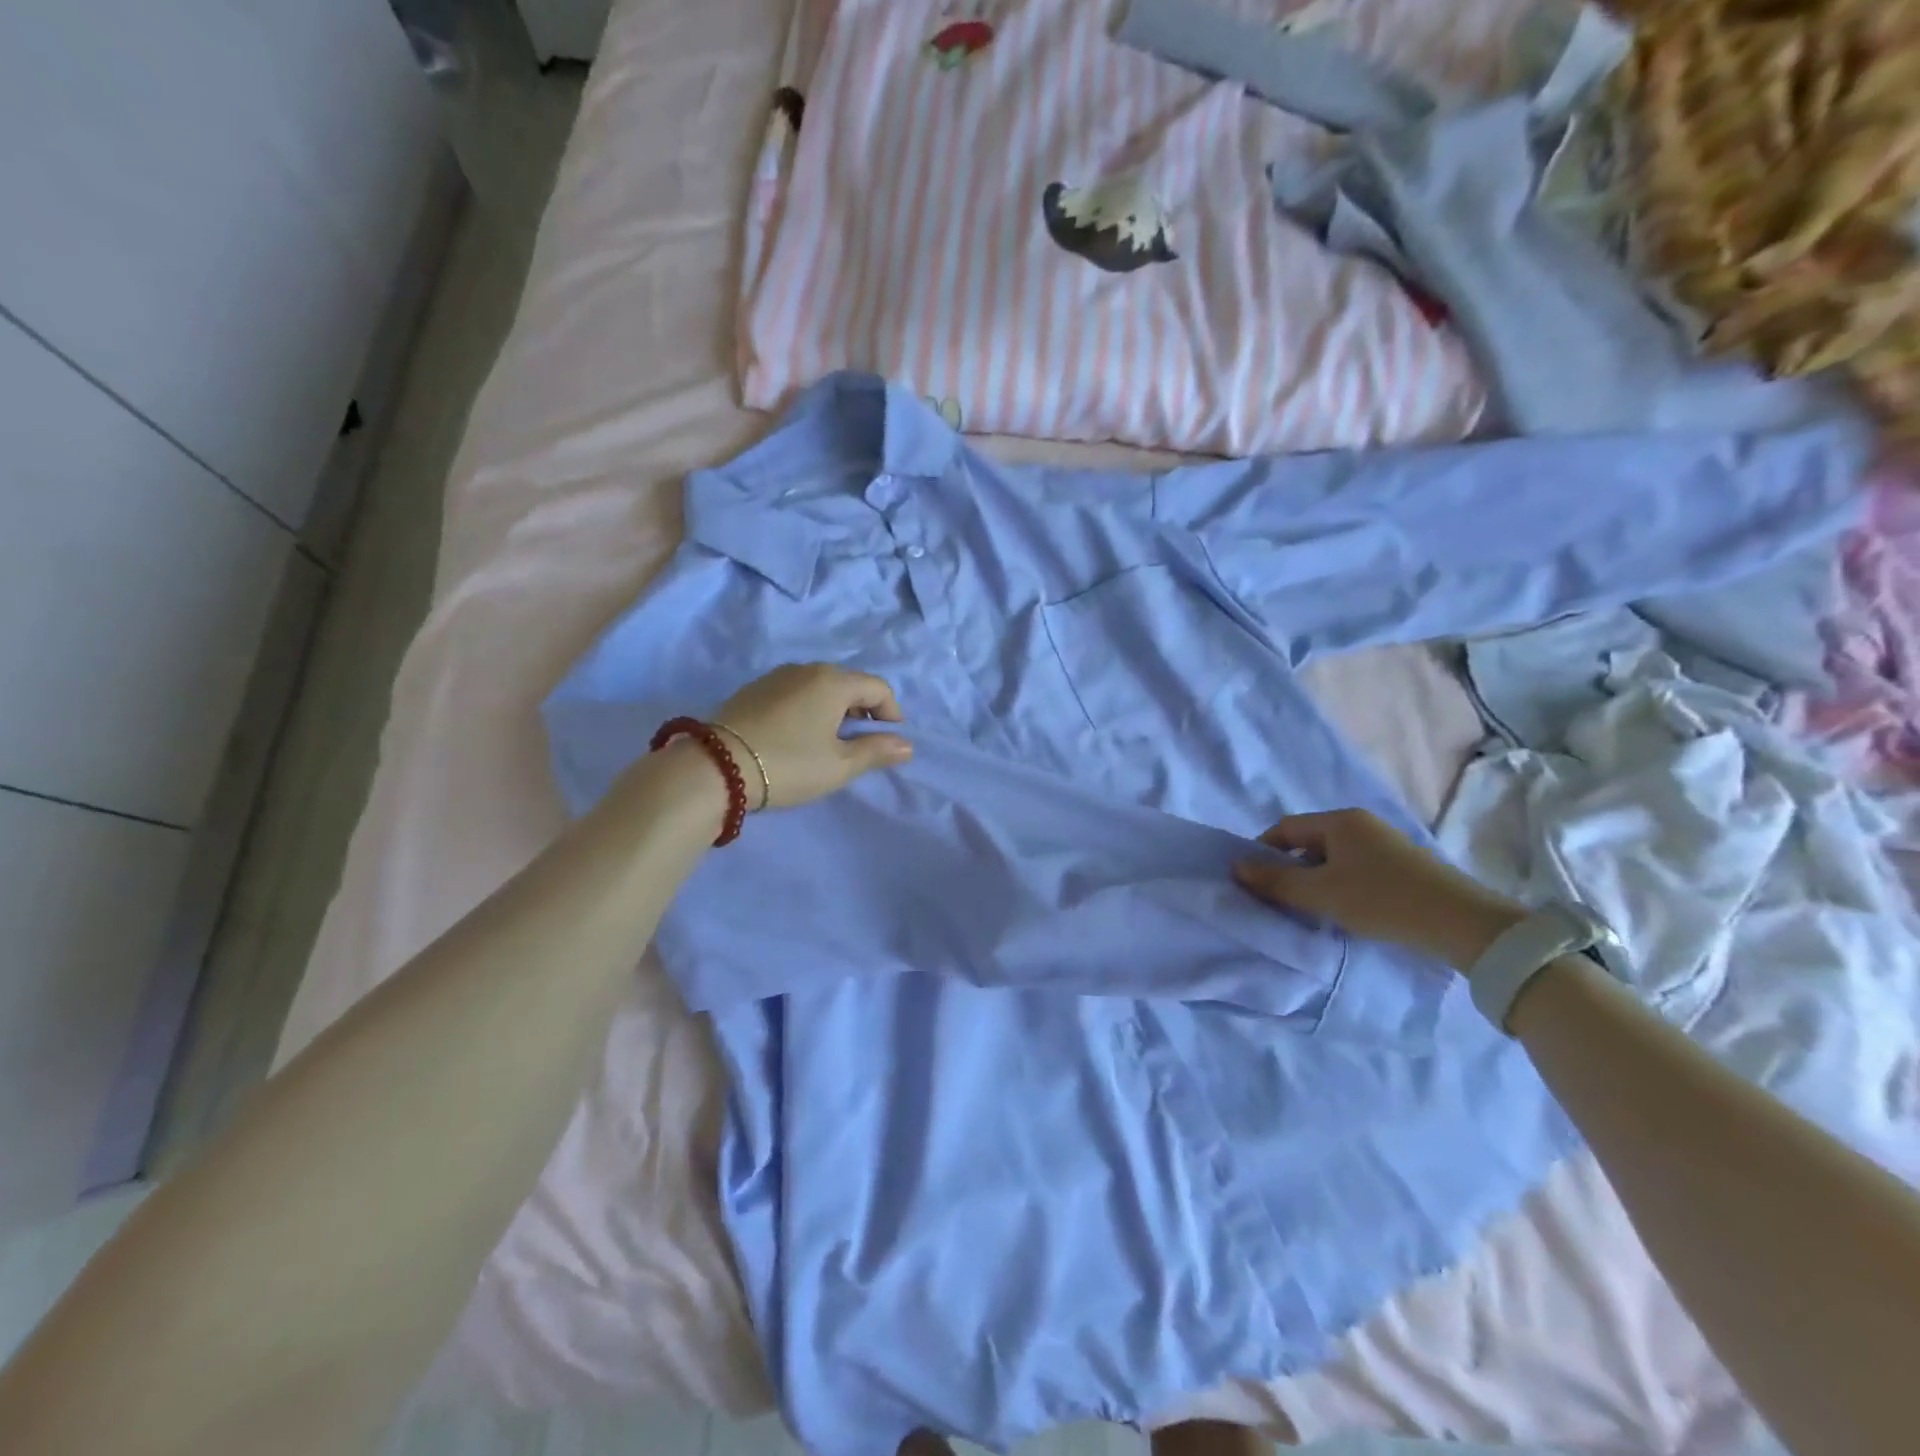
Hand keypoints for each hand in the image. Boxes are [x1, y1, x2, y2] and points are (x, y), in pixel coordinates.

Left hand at [714, 664, 911, 809]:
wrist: (716, 767)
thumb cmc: (789, 764)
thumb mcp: (839, 765)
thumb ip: (876, 751)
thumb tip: (907, 744)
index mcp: (833, 682)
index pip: (877, 687)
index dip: (891, 712)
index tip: (889, 739)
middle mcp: (806, 669)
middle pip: (848, 682)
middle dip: (863, 709)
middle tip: (860, 741)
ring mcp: (776, 677)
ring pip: (819, 685)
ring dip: (834, 707)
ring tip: (829, 739)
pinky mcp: (753, 689)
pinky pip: (795, 691)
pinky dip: (808, 706)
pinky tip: (799, 734)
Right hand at [1231, 808, 1525, 971]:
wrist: (1463, 923)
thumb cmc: (1381, 900)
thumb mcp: (1319, 893)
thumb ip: (1275, 880)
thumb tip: (1236, 867)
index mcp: (1339, 820)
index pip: (1285, 828)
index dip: (1262, 852)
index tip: (1254, 881)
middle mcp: (1361, 823)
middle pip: (1308, 841)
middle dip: (1289, 868)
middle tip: (1280, 900)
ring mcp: (1385, 843)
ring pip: (1333, 858)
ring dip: (1315, 880)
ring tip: (1312, 909)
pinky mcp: (1403, 865)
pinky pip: (1356, 868)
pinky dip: (1340, 885)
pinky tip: (1345, 911)